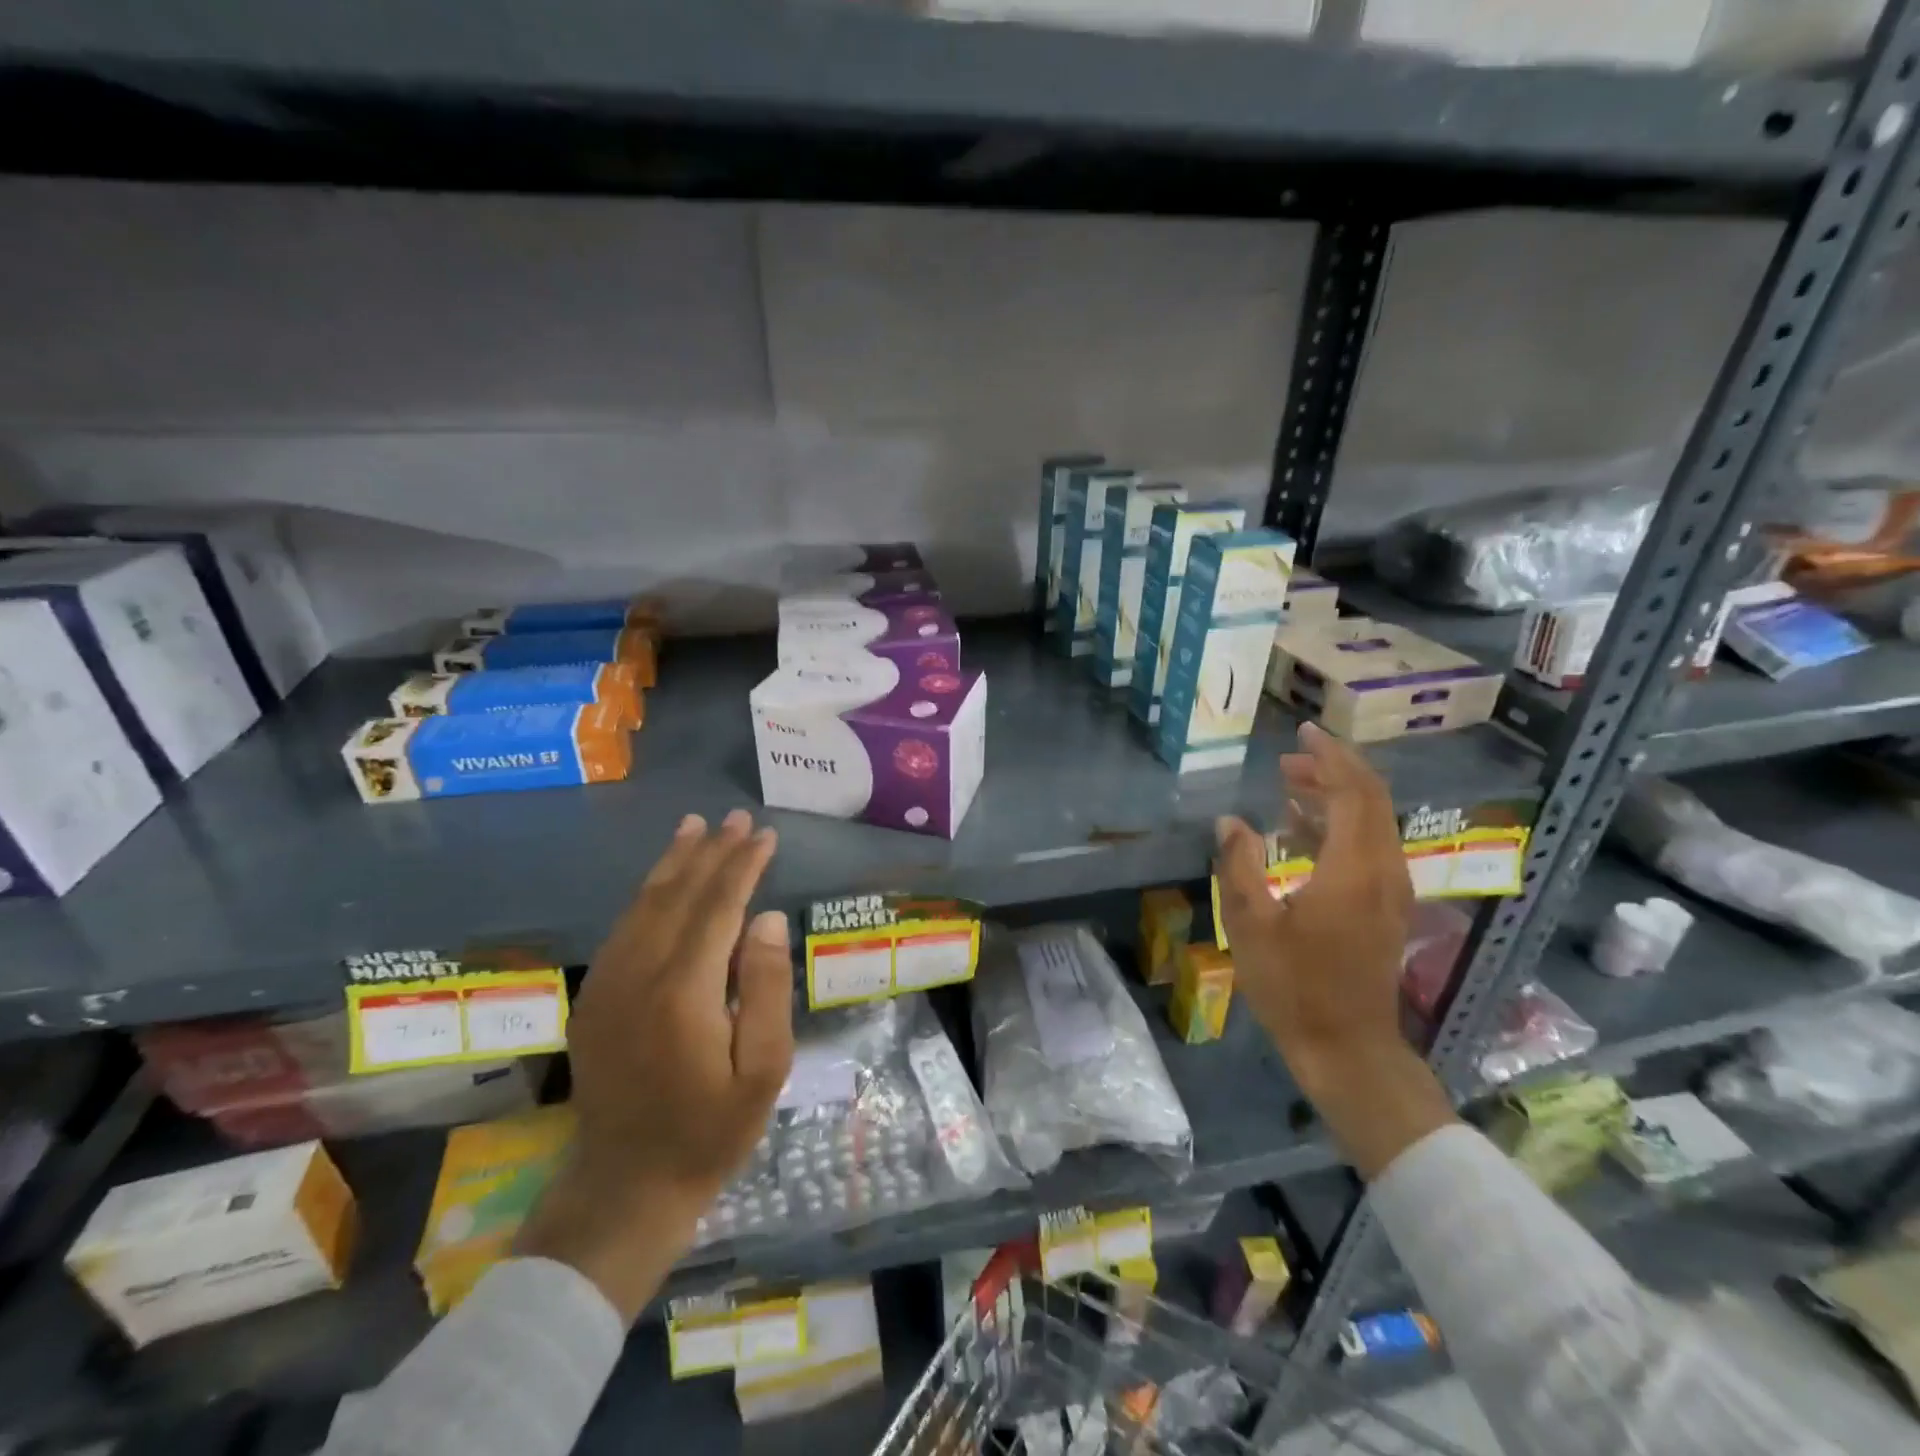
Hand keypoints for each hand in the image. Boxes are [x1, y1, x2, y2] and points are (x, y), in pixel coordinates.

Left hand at [517, 810, 793, 1319]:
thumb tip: (768, 918)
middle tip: (737, 818)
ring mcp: (609, 984)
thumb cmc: (711, 1129)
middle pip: (679, 895)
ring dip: (674, 863)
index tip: (765, 835)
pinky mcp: (594, 997)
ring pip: (644, 905)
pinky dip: (648, 894)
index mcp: (684, 991)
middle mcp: (640, 974)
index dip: (743, 866)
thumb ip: (767, 987)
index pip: (719, 907)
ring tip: (696, 827)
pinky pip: (624, 928)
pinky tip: (663, 879)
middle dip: (711, 852)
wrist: (626, 1185)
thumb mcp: (764, 1069)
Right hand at [1214, 722, 1454, 1178]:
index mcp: (1355, 869)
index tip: (1302, 732)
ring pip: (1373, 822)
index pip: (1353, 792)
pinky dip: (1340, 824)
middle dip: (1334, 769)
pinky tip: (1302, 828)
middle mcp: (1384, 870)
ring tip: (1291, 783)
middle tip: (1290, 756)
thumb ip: (1240, 865)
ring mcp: (1390, 891)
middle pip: (1371, 799)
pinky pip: (1369, 845)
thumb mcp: (1252, 924)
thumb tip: (1229, 821)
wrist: (1347, 1049)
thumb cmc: (1295, 987)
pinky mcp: (1385, 907)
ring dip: (1336, 796)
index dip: (1330, 757)